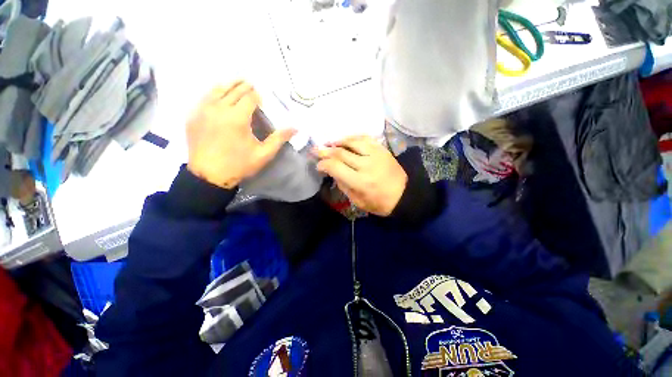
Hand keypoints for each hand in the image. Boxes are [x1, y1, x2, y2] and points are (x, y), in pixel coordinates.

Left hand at [186, 81, 296, 188]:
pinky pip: (204, 98)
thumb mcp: (263, 154)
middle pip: (234, 90)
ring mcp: (203, 110)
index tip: (262, 96)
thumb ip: (279, 139)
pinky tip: (218, 93)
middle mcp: (219, 108)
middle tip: (251, 83)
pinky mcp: (193, 116)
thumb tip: (295, 128)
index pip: (249, 97)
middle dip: (244, 86)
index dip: (257, 94)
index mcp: (238, 118)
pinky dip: (214, 92)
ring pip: (217, 90)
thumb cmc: (239, 165)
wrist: (209, 176)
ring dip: (229, 85)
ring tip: (237, 82)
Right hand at [316, 135, 406, 215]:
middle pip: (341, 152)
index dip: (323, 164)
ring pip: (352, 141)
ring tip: (330, 143)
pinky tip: (346, 140)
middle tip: (317, 150)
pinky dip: (353, 138)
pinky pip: (365, 138)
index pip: (335, 167)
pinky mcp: (382, 149)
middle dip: (325, 151)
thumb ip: (343, 185)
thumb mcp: (357, 201)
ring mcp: (376, 154)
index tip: (318, 165)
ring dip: (338, 141)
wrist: (404, 195)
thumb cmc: (379, 203)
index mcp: (360, 181)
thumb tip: (333, 172)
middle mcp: (367, 165)